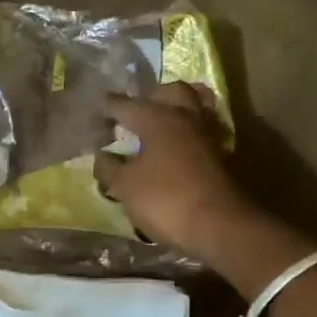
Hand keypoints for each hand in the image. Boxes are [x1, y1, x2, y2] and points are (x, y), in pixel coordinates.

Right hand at [94, 82, 251, 262]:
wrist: (219, 225)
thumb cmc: (165, 199)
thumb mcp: (126, 187)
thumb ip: (109, 168)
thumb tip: (101, 156)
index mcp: (158, 119)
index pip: (126, 105)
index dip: (107, 106)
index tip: (95, 107)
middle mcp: (186, 118)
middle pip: (172, 91)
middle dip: (152, 96)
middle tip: (136, 110)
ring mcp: (207, 136)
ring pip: (195, 106)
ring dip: (176, 109)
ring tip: (159, 125)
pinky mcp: (221, 156)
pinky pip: (203, 131)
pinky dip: (189, 132)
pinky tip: (178, 148)